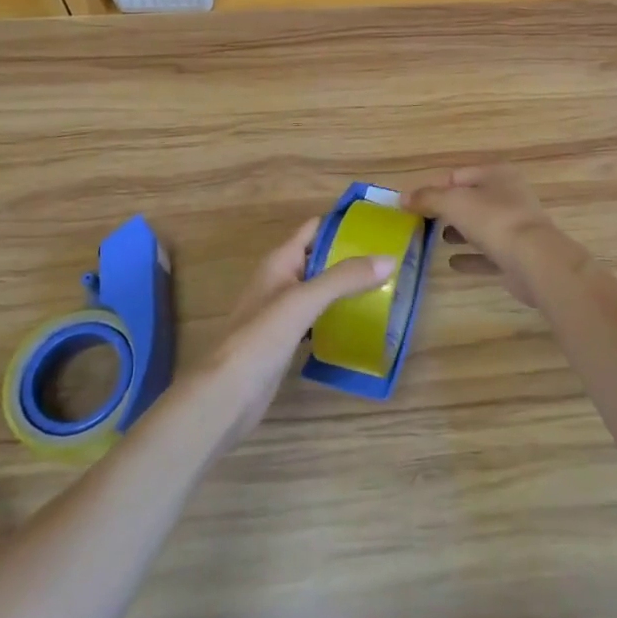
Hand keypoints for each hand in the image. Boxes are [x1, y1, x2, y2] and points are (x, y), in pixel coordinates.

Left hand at [197, 217, 394, 444]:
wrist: (226, 395)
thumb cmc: (261, 337)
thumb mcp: (305, 300)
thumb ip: (345, 278)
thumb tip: (389, 259)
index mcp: (280, 261)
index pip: (314, 229)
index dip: (342, 222)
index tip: (378, 223)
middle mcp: (280, 280)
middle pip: (319, 258)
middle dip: (350, 256)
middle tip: (390, 257)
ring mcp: (282, 312)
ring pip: (319, 289)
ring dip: (346, 286)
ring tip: (384, 286)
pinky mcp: (286, 340)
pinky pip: (317, 317)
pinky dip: (337, 314)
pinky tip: (359, 322)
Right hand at [407, 166, 581, 307]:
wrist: (533, 260)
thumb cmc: (492, 220)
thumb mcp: (453, 202)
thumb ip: (428, 198)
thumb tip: (402, 198)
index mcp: (497, 174)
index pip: (458, 175)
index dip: (435, 187)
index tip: (413, 203)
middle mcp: (509, 195)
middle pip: (471, 200)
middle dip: (447, 210)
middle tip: (422, 222)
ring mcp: (515, 226)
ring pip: (481, 226)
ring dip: (460, 232)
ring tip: (435, 240)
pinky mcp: (517, 255)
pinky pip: (488, 254)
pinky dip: (470, 257)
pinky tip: (452, 263)